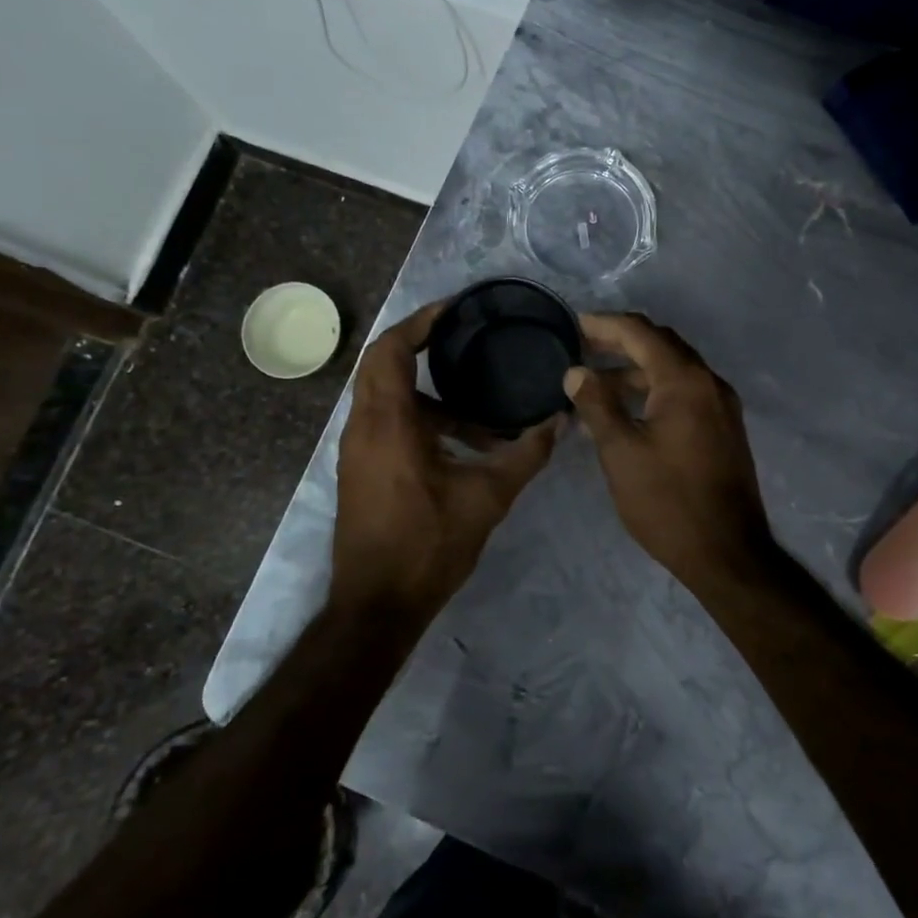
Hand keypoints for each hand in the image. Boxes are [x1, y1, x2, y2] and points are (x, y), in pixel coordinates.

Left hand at [333, 302, 561, 614]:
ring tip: (481, 411)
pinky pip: (387, 423)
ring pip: (387, 398)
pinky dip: (420, 418)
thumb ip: (526, 455)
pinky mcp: (361, 470)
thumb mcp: (487, 498)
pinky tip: (462, 444)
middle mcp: (363, 427)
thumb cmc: (428, 546)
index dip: (419, 322)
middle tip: (466, 340)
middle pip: (383, 365)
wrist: (376, 607)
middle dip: (422, 348)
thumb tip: (560, 421)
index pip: (390, 350)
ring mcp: (357, 450)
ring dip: (429, 395)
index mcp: (388, 423)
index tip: (454, 310)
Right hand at [563, 313, 775, 580]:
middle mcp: (709, 382)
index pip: (640, 332)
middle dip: (620, 342)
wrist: (728, 553)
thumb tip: (576, 371)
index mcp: (685, 380)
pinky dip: (654, 391)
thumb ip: (596, 404)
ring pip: (673, 370)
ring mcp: (721, 405)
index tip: (573, 324)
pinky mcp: (723, 428)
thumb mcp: (621, 452)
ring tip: (595, 384)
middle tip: (582, 347)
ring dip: (635, 370)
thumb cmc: (668, 501)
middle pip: (660, 344)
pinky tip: (627, 411)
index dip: (604, 324)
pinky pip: (685, 393)